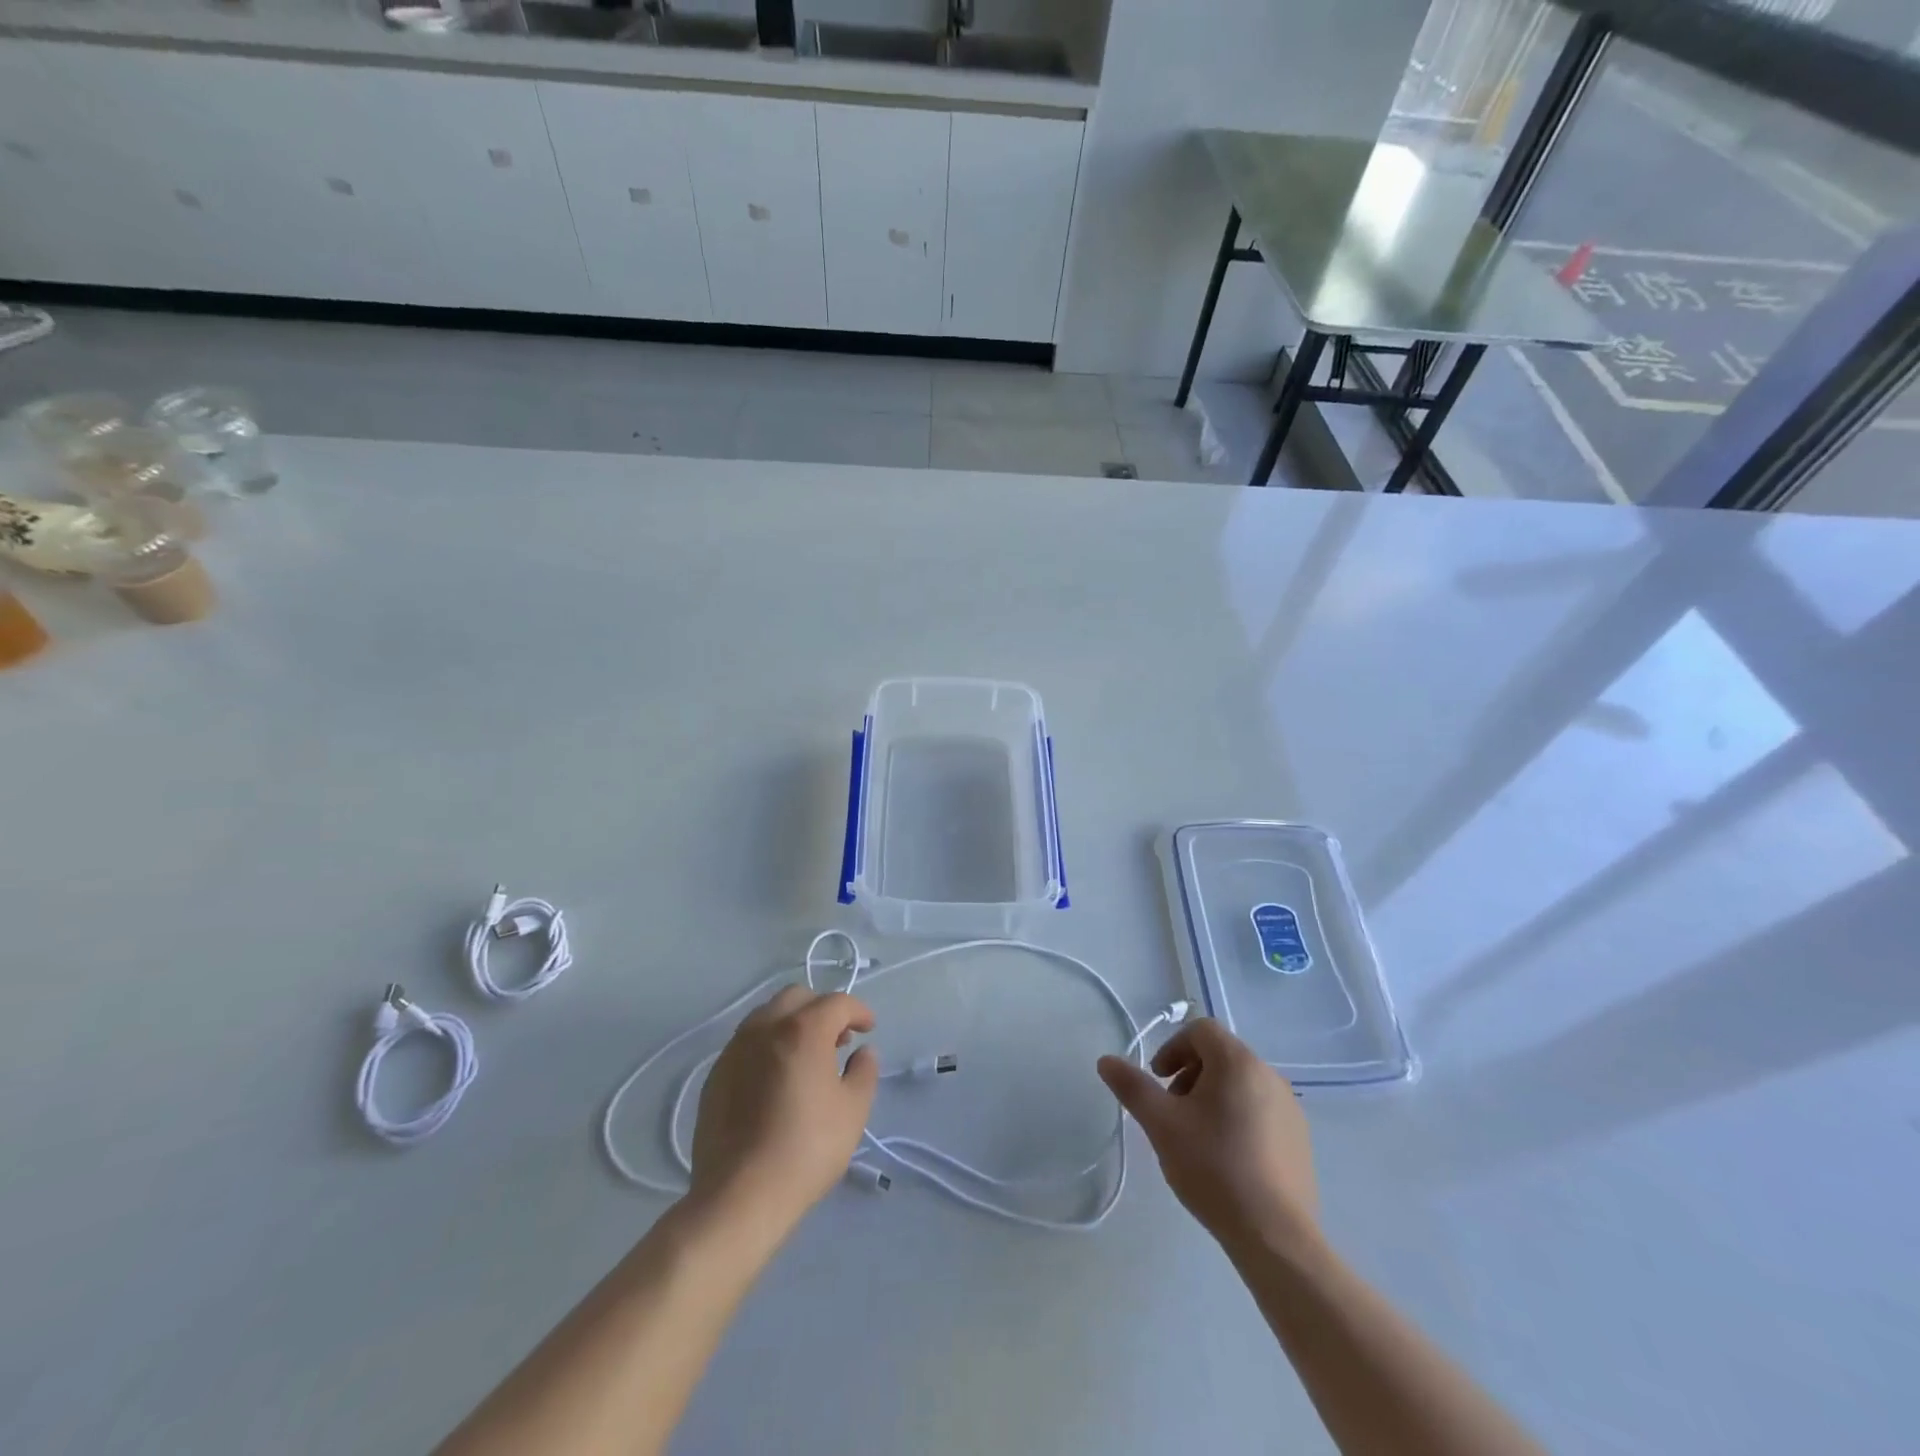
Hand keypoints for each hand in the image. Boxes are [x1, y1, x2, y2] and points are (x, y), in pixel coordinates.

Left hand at [690, 986, 878, 1240]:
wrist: (739, 1196)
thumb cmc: (806, 1149)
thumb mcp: (853, 1111)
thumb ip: (864, 1071)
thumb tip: (863, 1052)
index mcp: (803, 1030)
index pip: (836, 1003)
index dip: (858, 1011)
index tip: (869, 1029)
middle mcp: (765, 1027)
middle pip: (797, 997)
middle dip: (821, 1009)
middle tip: (837, 1040)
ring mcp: (735, 1049)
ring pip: (767, 1015)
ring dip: (791, 1024)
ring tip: (805, 1057)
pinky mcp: (715, 1074)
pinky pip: (747, 1043)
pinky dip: (767, 1046)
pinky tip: (775, 1079)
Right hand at [1097, 1019, 1318, 1257]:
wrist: (1275, 1236)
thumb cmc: (1213, 1167)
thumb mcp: (1161, 1124)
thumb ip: (1132, 1087)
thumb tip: (1106, 1060)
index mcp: (1238, 1062)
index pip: (1201, 1031)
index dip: (1173, 1048)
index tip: (1159, 1080)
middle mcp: (1269, 1075)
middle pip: (1221, 1056)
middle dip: (1190, 1075)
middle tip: (1173, 1111)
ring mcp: (1290, 1108)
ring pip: (1241, 1085)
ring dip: (1213, 1097)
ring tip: (1196, 1137)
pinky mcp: (1300, 1140)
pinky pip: (1261, 1111)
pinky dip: (1238, 1119)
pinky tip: (1226, 1159)